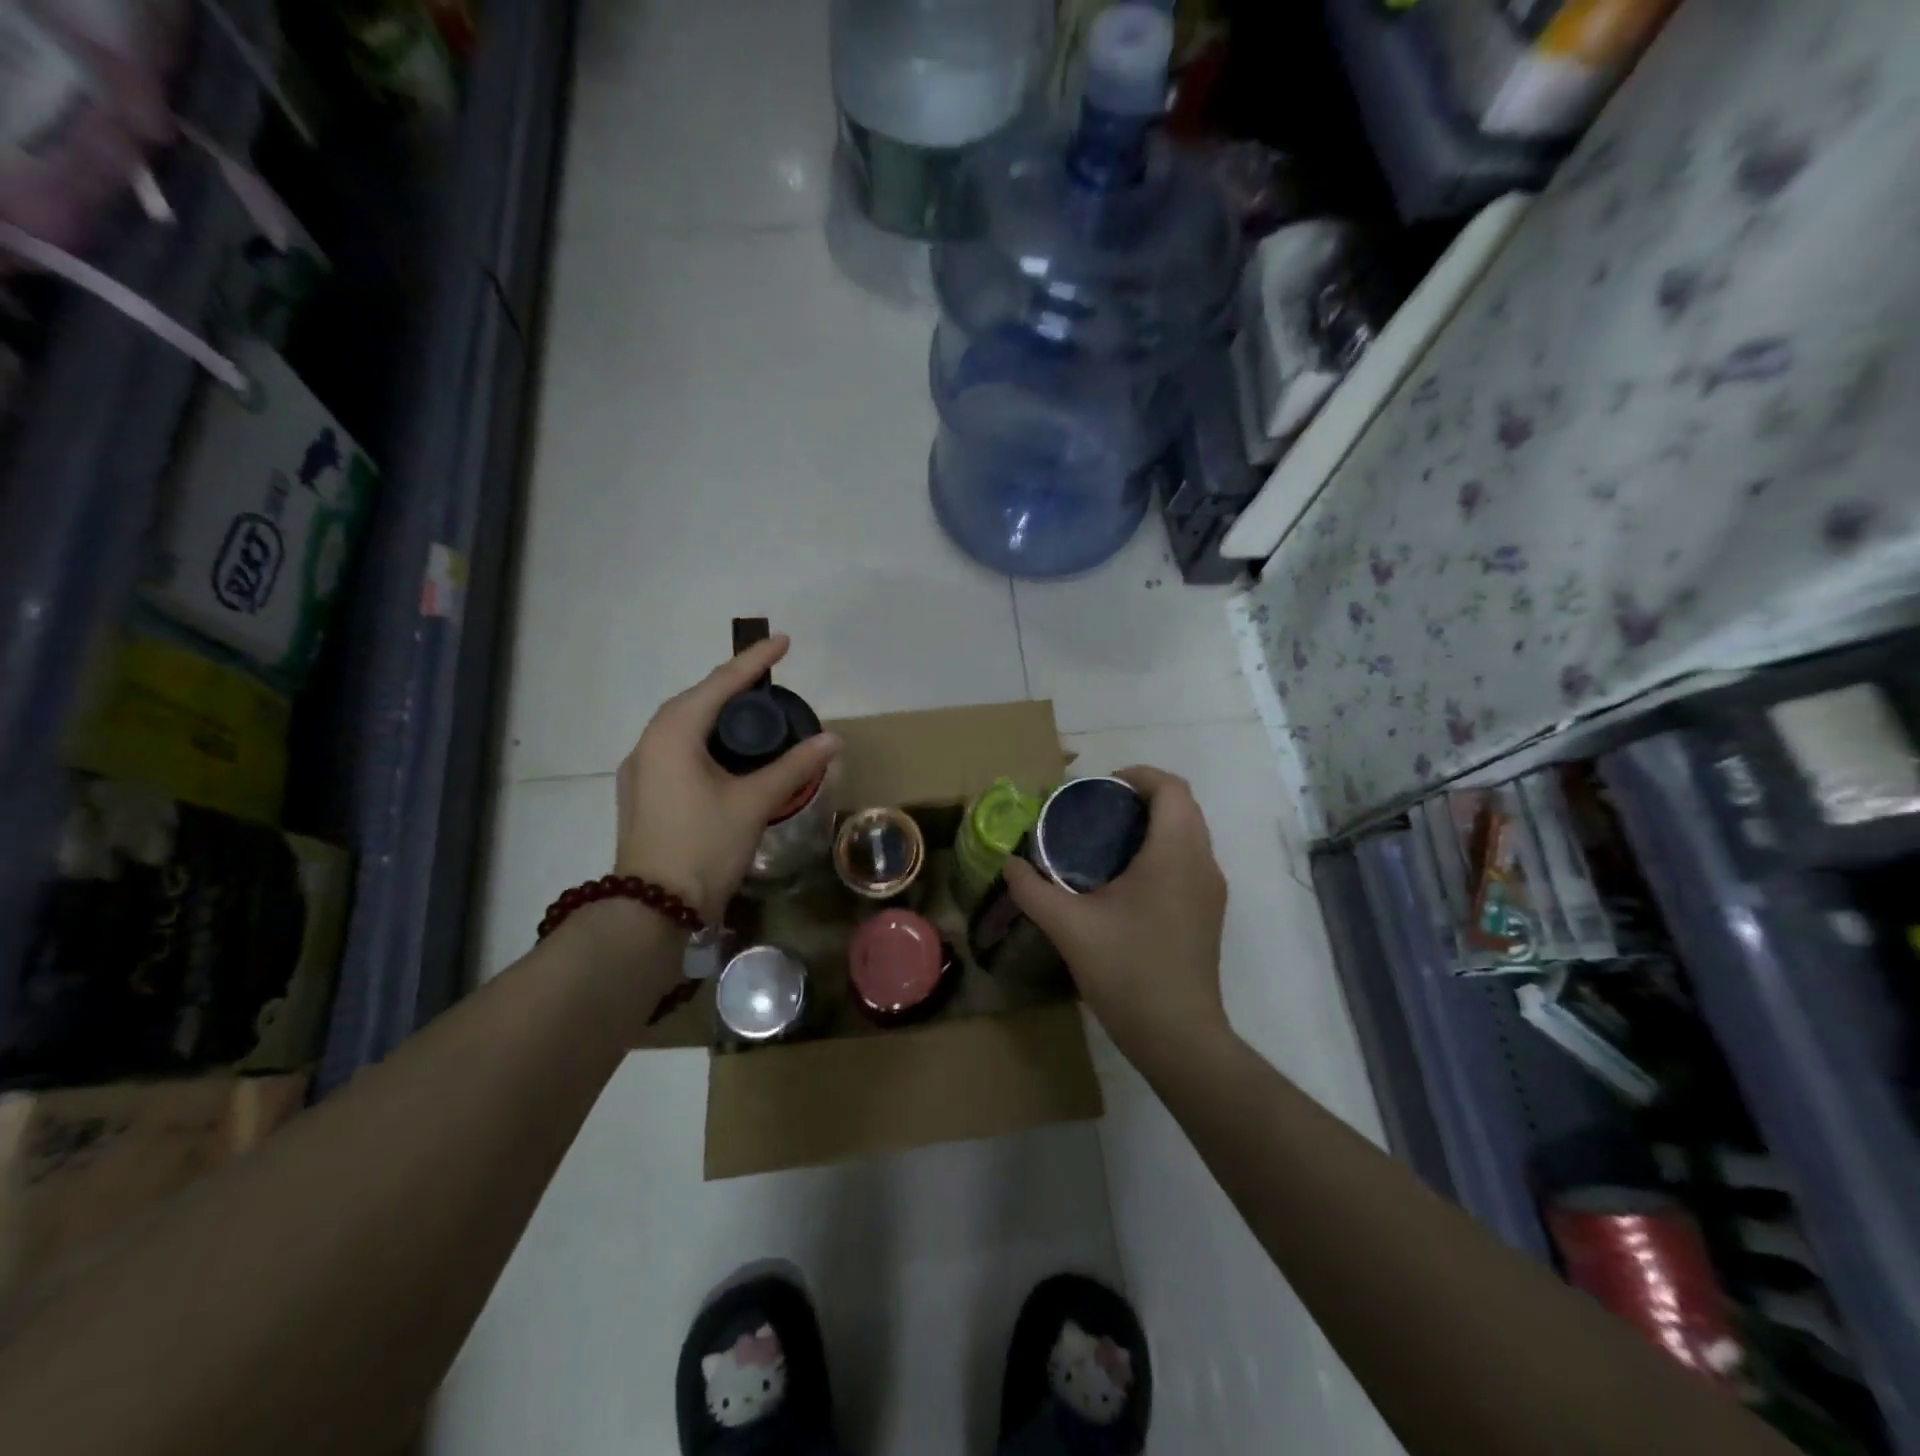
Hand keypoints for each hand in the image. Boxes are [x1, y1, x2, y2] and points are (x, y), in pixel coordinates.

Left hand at [614, 636, 840, 922]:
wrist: (652, 908)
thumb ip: (794, 767)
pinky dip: (705, 740)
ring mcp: (640, 769)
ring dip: (717, 714)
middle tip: (770, 680)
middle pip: (697, 700)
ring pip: (684, 726)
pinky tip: (726, 755)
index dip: (755, 661)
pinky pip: (677, 749)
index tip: (783, 641)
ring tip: (753, 714)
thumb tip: (833, 740)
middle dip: (734, 686)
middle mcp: (649, 742)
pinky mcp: (642, 792)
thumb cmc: (704, 846)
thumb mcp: (754, 802)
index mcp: (673, 733)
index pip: (721, 684)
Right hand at [1004, 766, 1229, 1059]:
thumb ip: (1033, 889)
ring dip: (1155, 824)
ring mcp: (1211, 890)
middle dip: (1143, 797)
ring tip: (1107, 841)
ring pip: (1190, 834)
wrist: (1178, 1036)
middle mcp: (1202, 863)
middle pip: (1183, 807)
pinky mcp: (1209, 912)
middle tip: (1098, 811)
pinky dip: (1163, 849)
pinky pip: (1190, 860)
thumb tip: (1009, 864)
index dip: (1138, 775)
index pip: (1171, 788)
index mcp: (1174, 854)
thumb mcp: (1069, 927)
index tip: (1100, 787)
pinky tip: (1127, 880)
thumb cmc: (1127, 971)